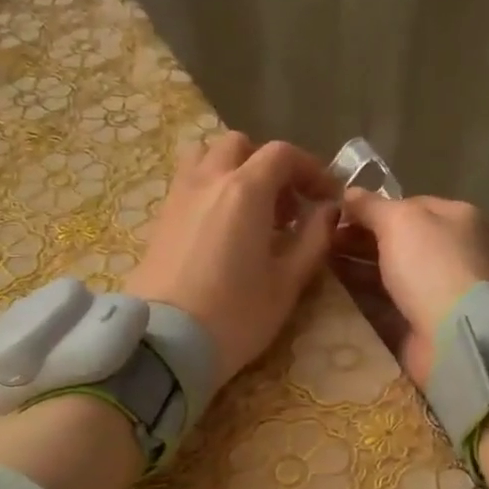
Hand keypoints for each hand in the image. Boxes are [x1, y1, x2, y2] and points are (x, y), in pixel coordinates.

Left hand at [125, 132, 339, 385]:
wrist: (167, 342)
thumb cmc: (236, 315)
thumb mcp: (287, 283)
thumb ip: (313, 240)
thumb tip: (328, 212)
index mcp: (245, 190)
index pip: (282, 155)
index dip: (311, 169)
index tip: (326, 197)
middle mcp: (209, 179)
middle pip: (241, 146)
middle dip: (269, 166)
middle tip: (286, 206)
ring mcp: (178, 195)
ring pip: (207, 156)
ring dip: (234, 169)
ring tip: (250, 210)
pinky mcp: (160, 217)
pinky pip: (188, 181)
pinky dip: (210, 187)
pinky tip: (222, 228)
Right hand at [337, 189, 488, 385]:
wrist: (451, 334)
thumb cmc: (430, 266)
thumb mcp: (399, 221)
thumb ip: (371, 206)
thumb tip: (348, 192)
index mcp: (459, 218)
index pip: (411, 205)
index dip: (374, 209)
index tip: (337, 216)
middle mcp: (454, 251)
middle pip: (399, 240)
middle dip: (360, 240)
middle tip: (322, 243)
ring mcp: (440, 289)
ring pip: (391, 273)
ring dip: (358, 269)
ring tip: (319, 266)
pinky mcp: (424, 321)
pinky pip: (388, 303)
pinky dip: (364, 298)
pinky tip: (334, 294)